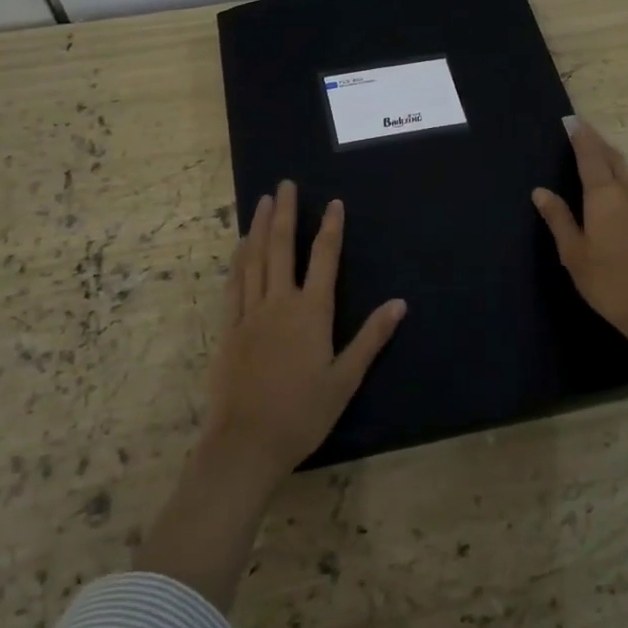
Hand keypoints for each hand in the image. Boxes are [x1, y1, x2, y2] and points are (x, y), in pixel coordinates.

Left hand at [200, 180, 406, 485]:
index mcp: (311, 312)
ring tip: (262, 201)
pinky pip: (234, 285)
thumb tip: (399, 303)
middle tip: (285, 185)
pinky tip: (240, 247)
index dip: (330, 228)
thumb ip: (371, 338)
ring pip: (254, 259)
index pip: (324, 258)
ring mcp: (250, 313)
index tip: (333, 204)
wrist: (246, 443)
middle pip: (281, 247)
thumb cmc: (302, 414)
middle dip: (284, 213)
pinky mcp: (229, 328)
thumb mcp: (345, 379)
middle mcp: (279, 302)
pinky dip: (238, 260)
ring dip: (258, 227)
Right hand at [532, 118, 627, 344]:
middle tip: (580, 129)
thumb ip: (558, 218)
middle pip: (611, 157)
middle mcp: (625, 194)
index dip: (580, 136)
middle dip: (595, 140)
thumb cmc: (608, 280)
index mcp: (603, 196)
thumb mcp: (573, 252)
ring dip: (607, 156)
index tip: (570, 120)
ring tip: (593, 149)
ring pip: (623, 171)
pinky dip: (616, 173)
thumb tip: (540, 191)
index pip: (590, 156)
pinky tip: (610, 184)